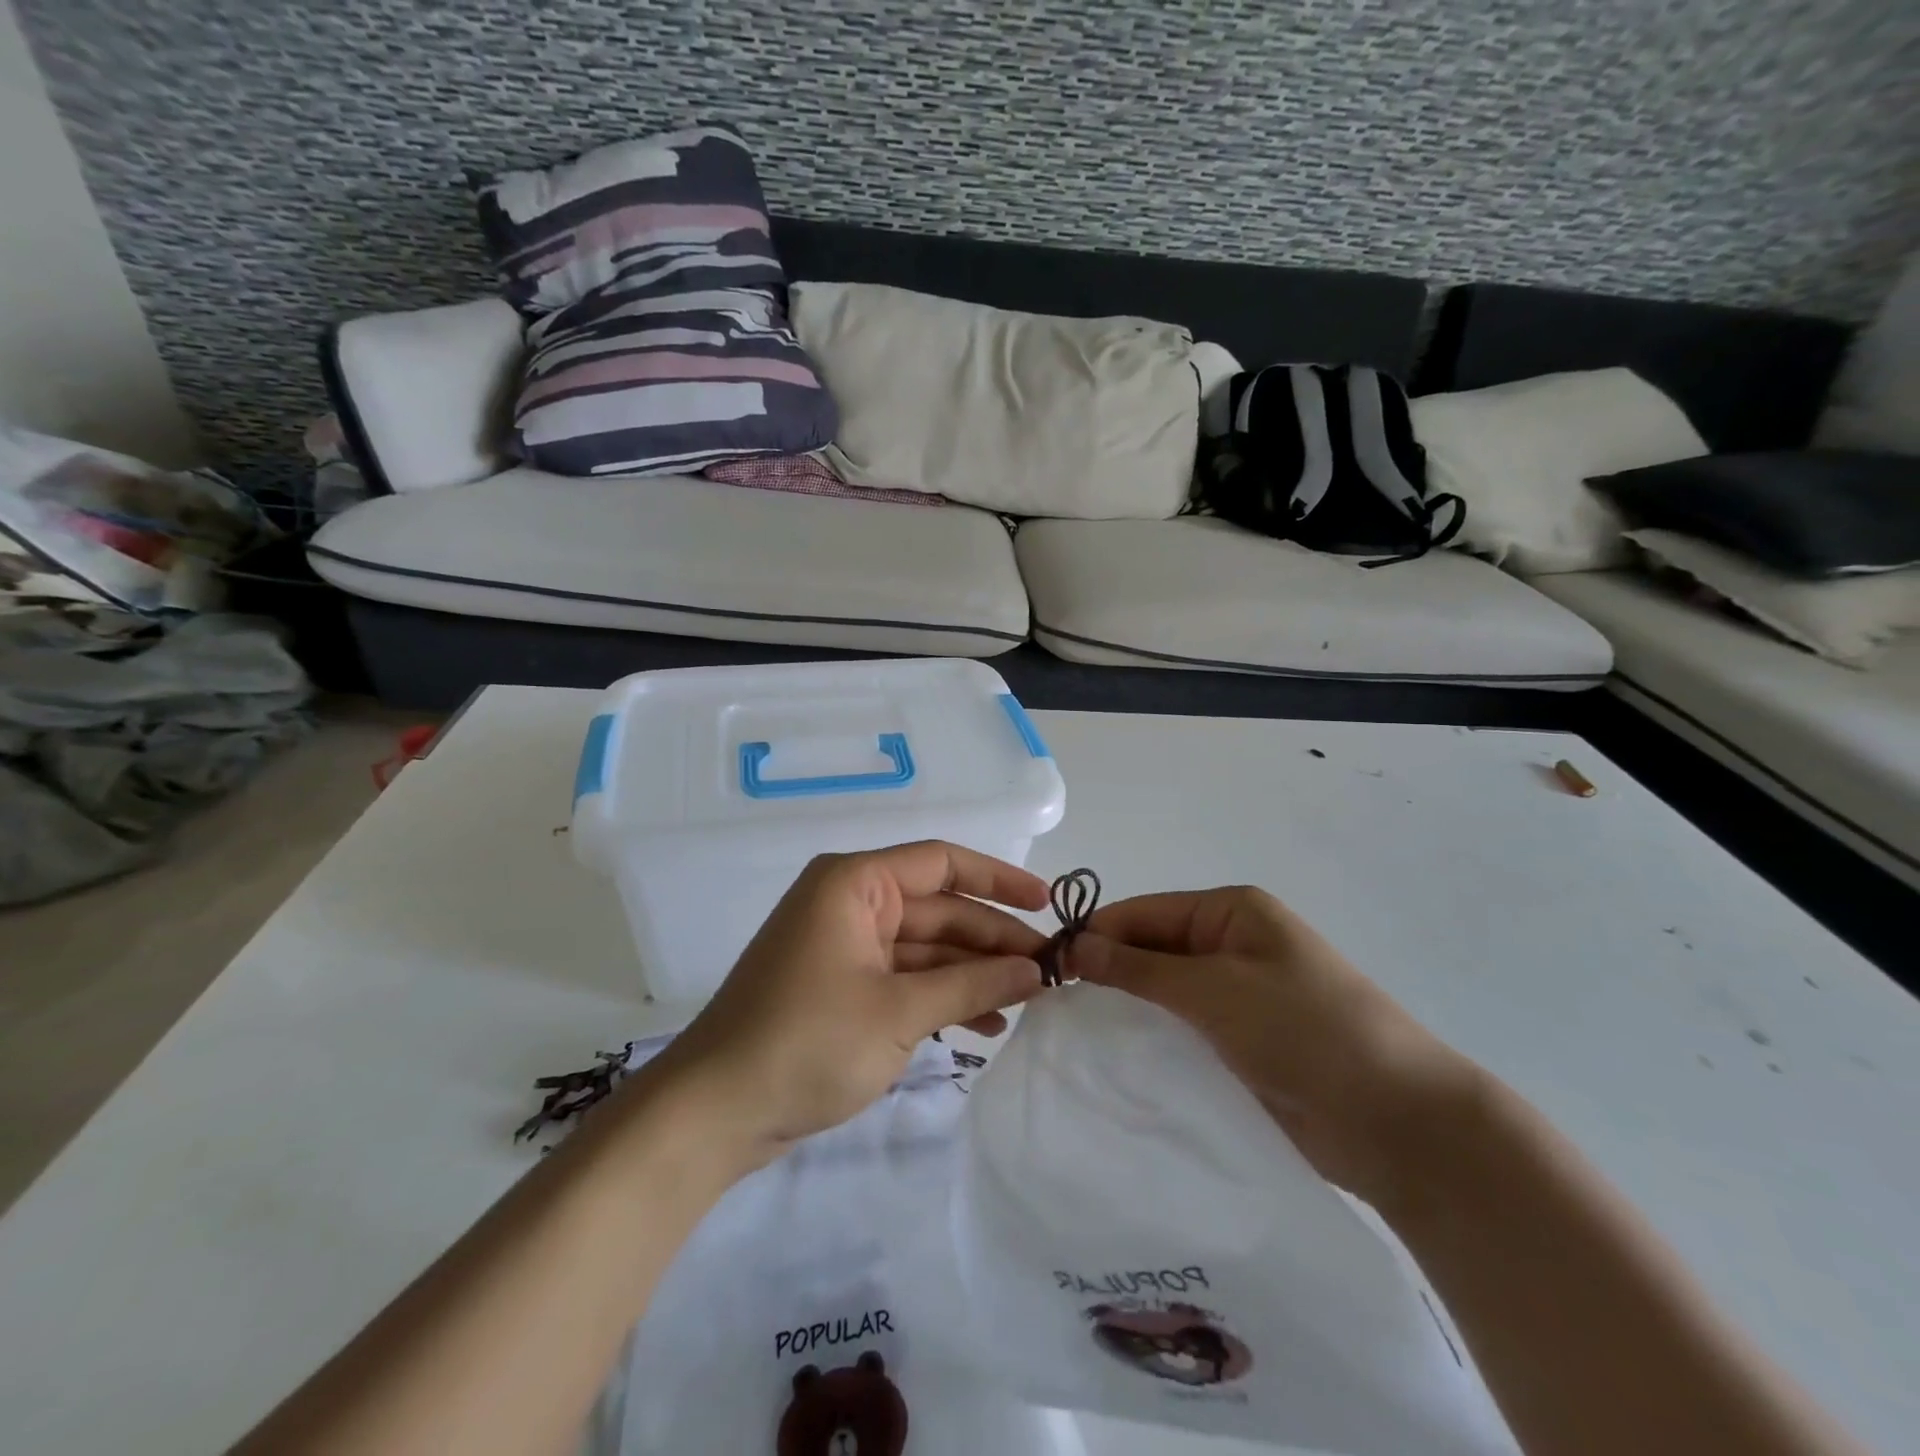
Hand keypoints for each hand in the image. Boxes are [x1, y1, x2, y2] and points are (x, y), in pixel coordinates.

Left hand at [651, 841, 1047, 1169]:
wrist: (715, 1112)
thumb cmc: (808, 1042)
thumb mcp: (900, 1012)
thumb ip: (972, 984)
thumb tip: (1035, 971)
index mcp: (854, 884)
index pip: (941, 862)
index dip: (998, 879)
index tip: (1047, 904)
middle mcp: (849, 903)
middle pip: (938, 909)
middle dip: (992, 939)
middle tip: (1050, 969)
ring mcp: (844, 946)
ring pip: (925, 947)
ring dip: (972, 972)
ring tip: (1027, 1001)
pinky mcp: (841, 987)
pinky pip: (904, 978)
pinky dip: (941, 997)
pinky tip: (984, 1024)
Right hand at [1067, 886, 1479, 1208]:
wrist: (1399, 1122)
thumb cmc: (1304, 1031)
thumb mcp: (1214, 990)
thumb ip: (1139, 969)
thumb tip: (1074, 946)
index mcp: (1230, 911)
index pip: (1143, 912)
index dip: (1096, 935)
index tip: (1048, 969)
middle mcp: (1231, 943)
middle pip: (1151, 948)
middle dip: (1108, 973)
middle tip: (1056, 1007)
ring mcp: (1238, 994)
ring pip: (1164, 992)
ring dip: (1129, 1008)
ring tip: (1078, 1034)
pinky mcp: (1243, 1040)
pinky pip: (1184, 1028)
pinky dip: (1154, 1037)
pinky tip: (1119, 1058)